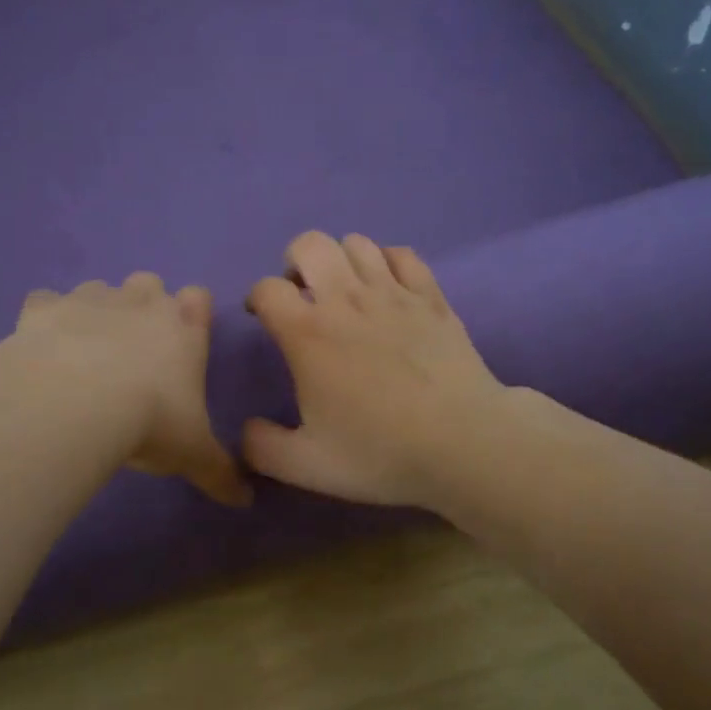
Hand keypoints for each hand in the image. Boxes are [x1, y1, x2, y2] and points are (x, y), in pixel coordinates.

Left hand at [17, 274, 250, 506]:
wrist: (73, 403)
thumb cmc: (149, 422)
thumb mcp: (193, 455)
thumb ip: (221, 473)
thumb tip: (246, 501)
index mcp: (184, 328)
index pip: (199, 298)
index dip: (192, 313)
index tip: (183, 342)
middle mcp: (140, 302)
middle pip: (148, 283)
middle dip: (142, 306)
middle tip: (132, 352)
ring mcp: (90, 299)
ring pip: (98, 289)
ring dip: (95, 312)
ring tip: (83, 354)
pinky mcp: (44, 308)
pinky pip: (45, 302)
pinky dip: (44, 320)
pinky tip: (41, 349)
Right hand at [244, 232, 508, 506]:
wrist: (464, 444)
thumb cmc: (380, 452)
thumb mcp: (306, 466)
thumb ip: (262, 448)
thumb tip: (247, 430)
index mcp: (307, 334)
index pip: (267, 288)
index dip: (257, 297)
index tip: (262, 318)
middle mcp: (346, 300)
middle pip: (309, 244)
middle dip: (294, 262)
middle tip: (301, 295)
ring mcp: (393, 293)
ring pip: (356, 243)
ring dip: (340, 259)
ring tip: (343, 290)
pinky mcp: (431, 297)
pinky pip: (402, 255)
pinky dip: (386, 261)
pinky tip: (387, 287)